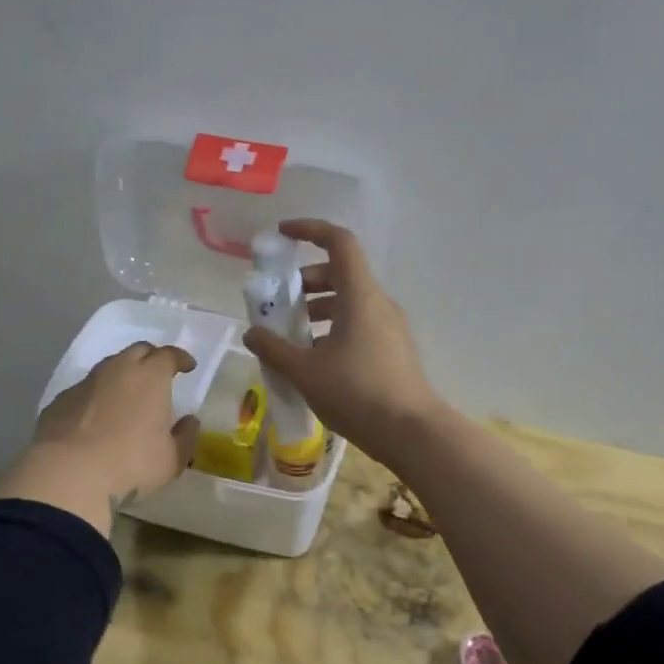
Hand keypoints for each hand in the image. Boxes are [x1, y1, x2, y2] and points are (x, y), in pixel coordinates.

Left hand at [0, 343, 201, 535]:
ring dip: (121, 375)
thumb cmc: (131, 464)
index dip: (180, 358)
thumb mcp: (171, 460)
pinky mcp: (60, 400)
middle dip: (151, 358)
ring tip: (127, 396)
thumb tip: (190, 421)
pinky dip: (96, 397)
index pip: (169, 355)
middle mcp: (117, 370)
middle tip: (158, 375)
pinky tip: (96, 418)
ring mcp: (85, 383)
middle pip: (138, 351)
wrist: (68, 475)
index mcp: (150, 377)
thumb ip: (185, 437)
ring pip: (108, 367)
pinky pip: (85, 390)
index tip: (187, 366)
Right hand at [242, 219, 441, 459]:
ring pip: (348, 301)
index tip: (282, 235)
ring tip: (290, 335)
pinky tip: (313, 359)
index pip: (339, 242)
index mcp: (360, 295)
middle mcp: (378, 303)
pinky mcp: (392, 349)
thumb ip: (274, 348)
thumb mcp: (306, 371)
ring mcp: (389, 326)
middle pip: (340, 273)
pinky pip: (358, 323)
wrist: (412, 433)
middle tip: (278, 303)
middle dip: (304, 280)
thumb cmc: (357, 393)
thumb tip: (251, 333)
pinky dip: (332, 328)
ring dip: (317, 308)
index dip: (310, 230)